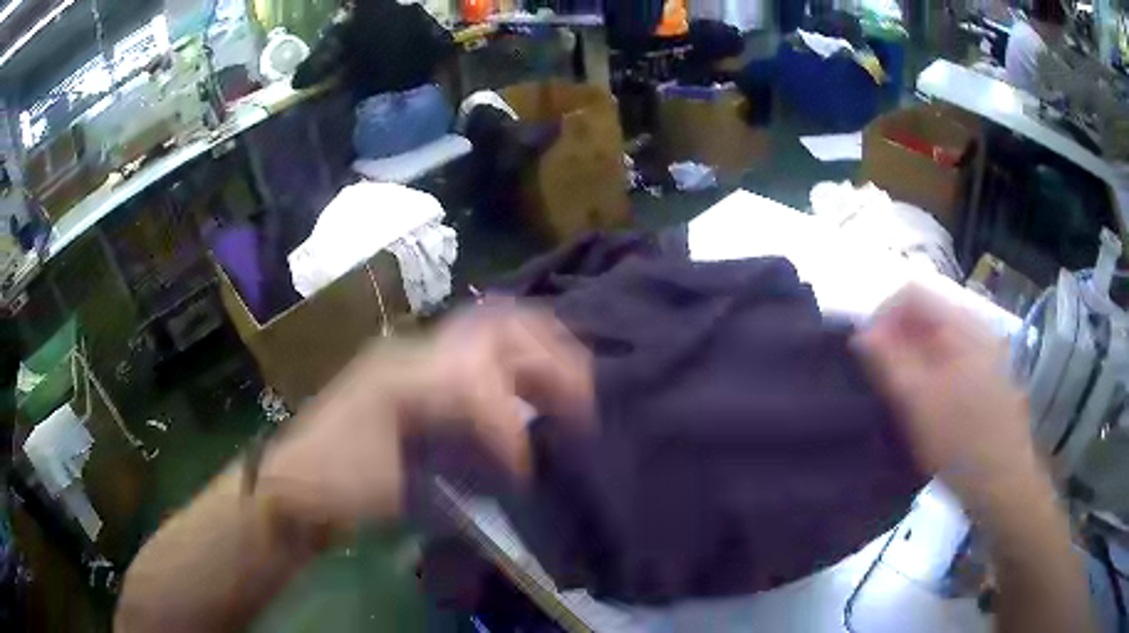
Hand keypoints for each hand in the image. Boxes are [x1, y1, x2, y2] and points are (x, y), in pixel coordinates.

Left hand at [258, 303, 593, 531]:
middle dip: (549, 355)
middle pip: (497, 327)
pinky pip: (481, 362)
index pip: (480, 376)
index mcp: (405, 372)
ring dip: (538, 357)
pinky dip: (516, 375)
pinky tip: (531, 401)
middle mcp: (417, 352)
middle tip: (583, 393)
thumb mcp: (392, 478)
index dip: (511, 422)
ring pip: (493, 336)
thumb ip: (455, 454)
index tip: (527, 466)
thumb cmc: (335, 480)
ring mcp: (417, 361)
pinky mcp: (419, 381)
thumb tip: (519, 451)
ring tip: (570, 391)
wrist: (295, 480)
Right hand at [854, 285, 1043, 518]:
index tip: (865, 354)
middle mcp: (975, 326)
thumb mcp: (917, 402)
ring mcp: (985, 351)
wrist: (1003, 480)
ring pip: (938, 339)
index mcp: (960, 323)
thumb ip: (887, 361)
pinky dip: (931, 372)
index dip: (882, 316)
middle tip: (881, 379)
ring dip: (913, 358)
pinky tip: (926, 405)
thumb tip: (862, 334)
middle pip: (925, 314)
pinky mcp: (987, 376)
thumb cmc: (960, 441)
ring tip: (900, 395)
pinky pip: (951, 358)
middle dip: (898, 340)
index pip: (911, 293)